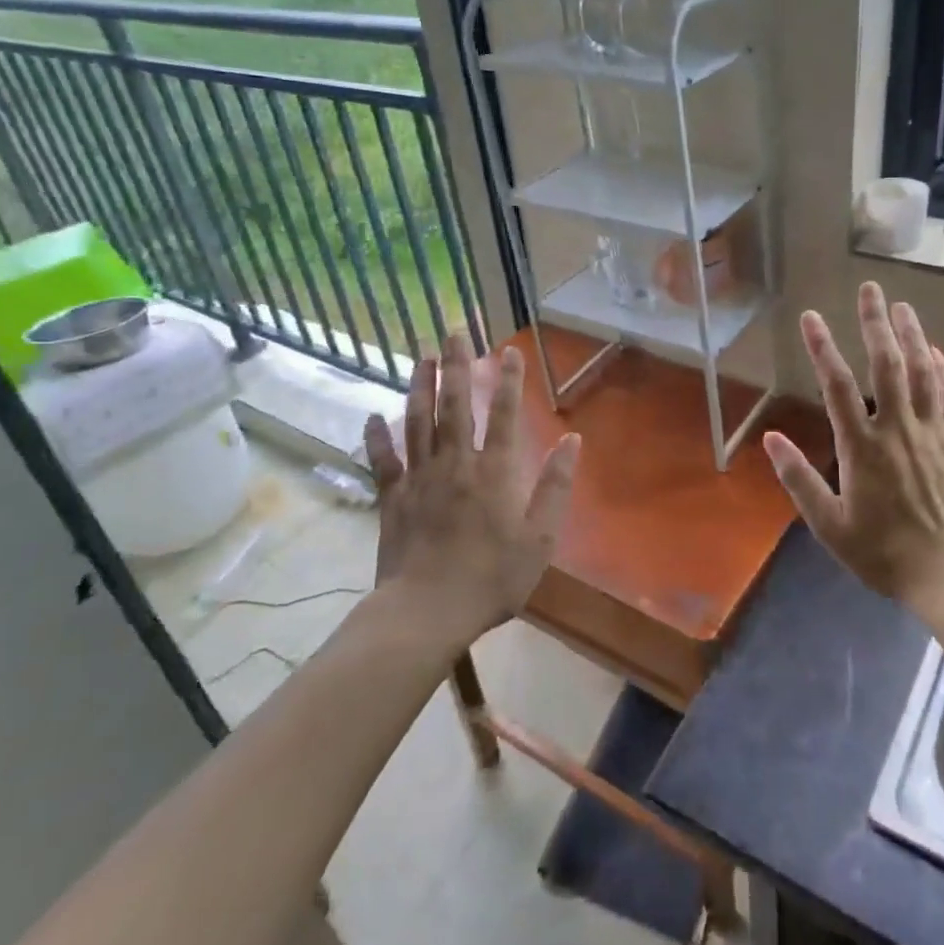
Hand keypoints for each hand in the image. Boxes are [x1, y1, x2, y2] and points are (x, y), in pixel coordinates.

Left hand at [361, 335, 580, 644]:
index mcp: (495, 472)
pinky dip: (375, 437)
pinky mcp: (392, 498)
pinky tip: (371, 416)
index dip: (509, 381)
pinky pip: (382, 460)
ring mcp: (420, 478)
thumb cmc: (492, 578)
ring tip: (422, 355)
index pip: (505, 415)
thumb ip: (556, 487)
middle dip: (457, 365)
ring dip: (420, 385)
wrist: (426, 613)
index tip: (508, 350)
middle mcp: (456, 463)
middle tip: (454, 331)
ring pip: (418, 421)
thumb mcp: (540, 539)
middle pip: (456, 404)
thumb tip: (572, 441)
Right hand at [763, 282, 943, 612]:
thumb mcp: (829, 525)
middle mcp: (899, 428)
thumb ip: (799, 479)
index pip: (838, 385)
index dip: (823, 347)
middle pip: (887, 364)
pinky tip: (938, 353)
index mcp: (862, 446)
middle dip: (876, 323)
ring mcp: (935, 432)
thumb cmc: (885, 553)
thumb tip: (771, 437)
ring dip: (913, 335)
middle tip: (871, 289)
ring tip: (902, 306)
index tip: (811, 316)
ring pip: (924, 372)